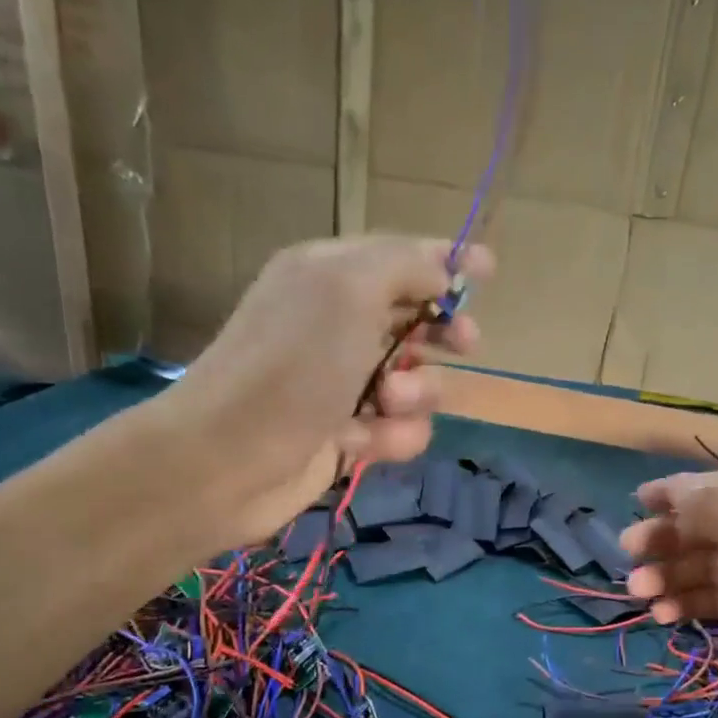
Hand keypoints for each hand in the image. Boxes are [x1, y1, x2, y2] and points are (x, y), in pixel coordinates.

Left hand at [151, 235, 491, 547]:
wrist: (229, 460)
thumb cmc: (291, 367)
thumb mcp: (347, 291)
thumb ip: (404, 265)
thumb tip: (442, 269)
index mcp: (331, 275)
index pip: (400, 256)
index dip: (446, 260)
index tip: (488, 270)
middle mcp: (340, 325)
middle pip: (418, 320)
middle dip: (444, 333)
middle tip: (463, 343)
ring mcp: (346, 384)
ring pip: (420, 383)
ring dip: (418, 393)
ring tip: (389, 401)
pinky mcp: (352, 435)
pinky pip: (402, 430)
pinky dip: (393, 436)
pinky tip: (364, 443)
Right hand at [619, 470, 717, 717]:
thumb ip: (714, 511)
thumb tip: (679, 495)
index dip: (681, 490)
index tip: (638, 500)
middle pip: (716, 525)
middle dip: (670, 538)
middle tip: (628, 551)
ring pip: (712, 564)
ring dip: (672, 575)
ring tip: (638, 593)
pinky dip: (690, 601)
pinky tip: (663, 616)